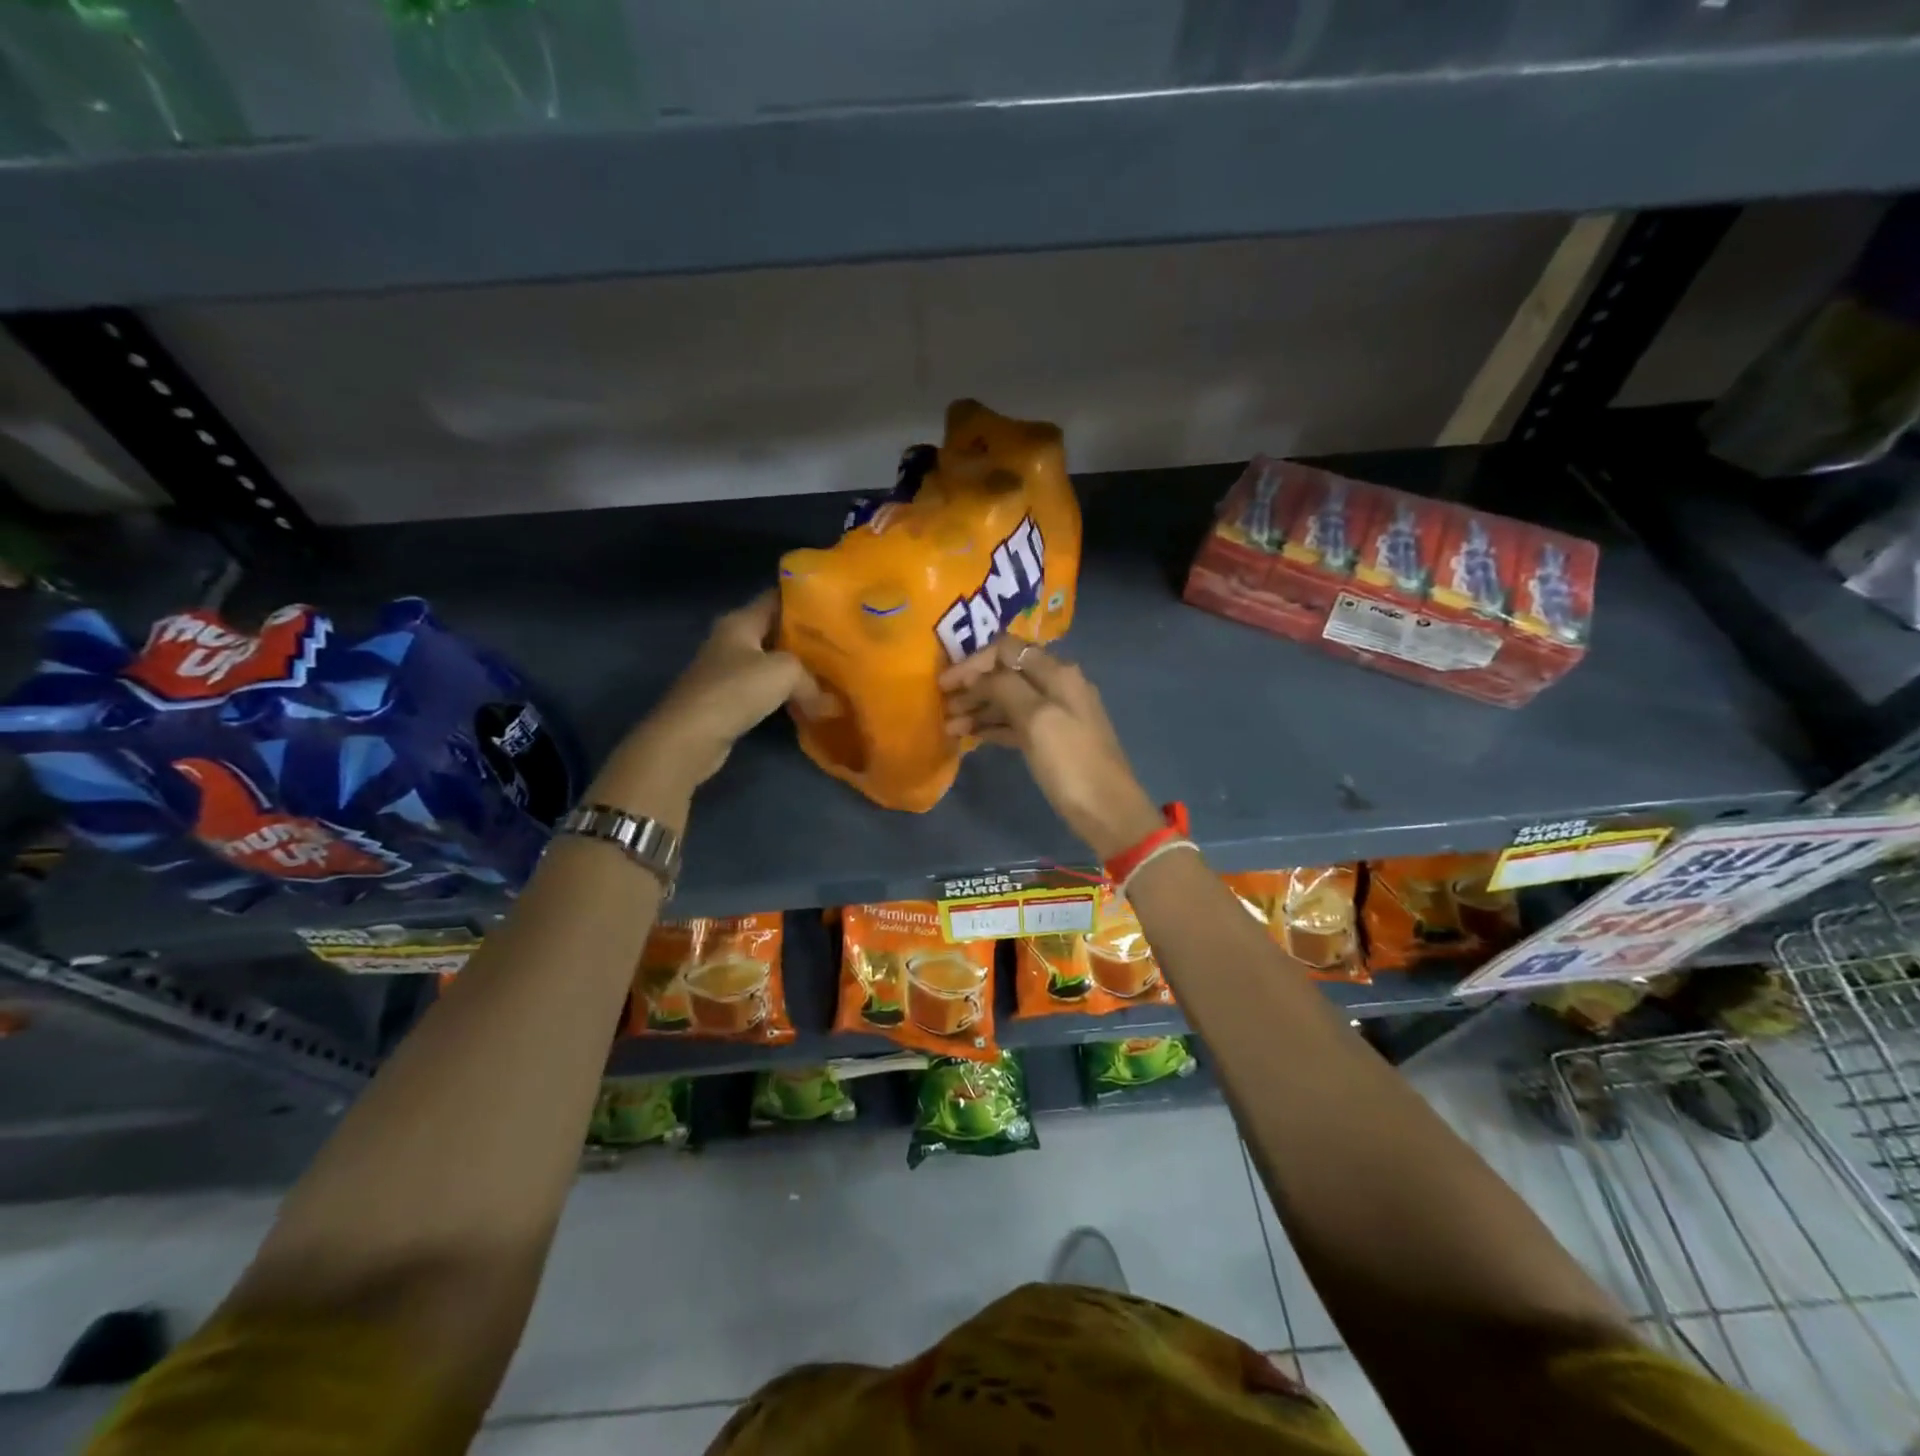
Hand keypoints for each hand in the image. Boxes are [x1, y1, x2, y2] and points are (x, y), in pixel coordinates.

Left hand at [615, 592, 830, 792]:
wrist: (690, 737)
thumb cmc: (735, 690)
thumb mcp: (785, 672)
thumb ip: (812, 680)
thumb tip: (830, 704)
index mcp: (740, 621)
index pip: (776, 598)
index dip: (805, 600)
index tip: (835, 606)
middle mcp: (731, 640)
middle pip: (776, 632)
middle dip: (807, 639)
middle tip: (841, 645)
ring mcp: (727, 671)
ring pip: (772, 663)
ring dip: (798, 671)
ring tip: (831, 675)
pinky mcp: (728, 700)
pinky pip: (765, 690)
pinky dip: (785, 695)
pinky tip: (807, 703)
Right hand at [940, 639, 1163, 860]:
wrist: (1108, 811)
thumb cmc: (1071, 763)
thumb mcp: (1037, 719)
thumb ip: (1005, 688)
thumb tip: (978, 674)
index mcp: (1057, 673)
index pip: (1008, 650)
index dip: (974, 662)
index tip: (945, 683)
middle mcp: (1057, 685)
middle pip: (1007, 674)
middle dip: (973, 686)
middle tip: (944, 706)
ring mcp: (1056, 714)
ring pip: (1009, 700)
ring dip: (979, 708)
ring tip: (950, 726)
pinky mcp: (1052, 740)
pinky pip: (1016, 723)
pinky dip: (992, 726)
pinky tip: (970, 737)